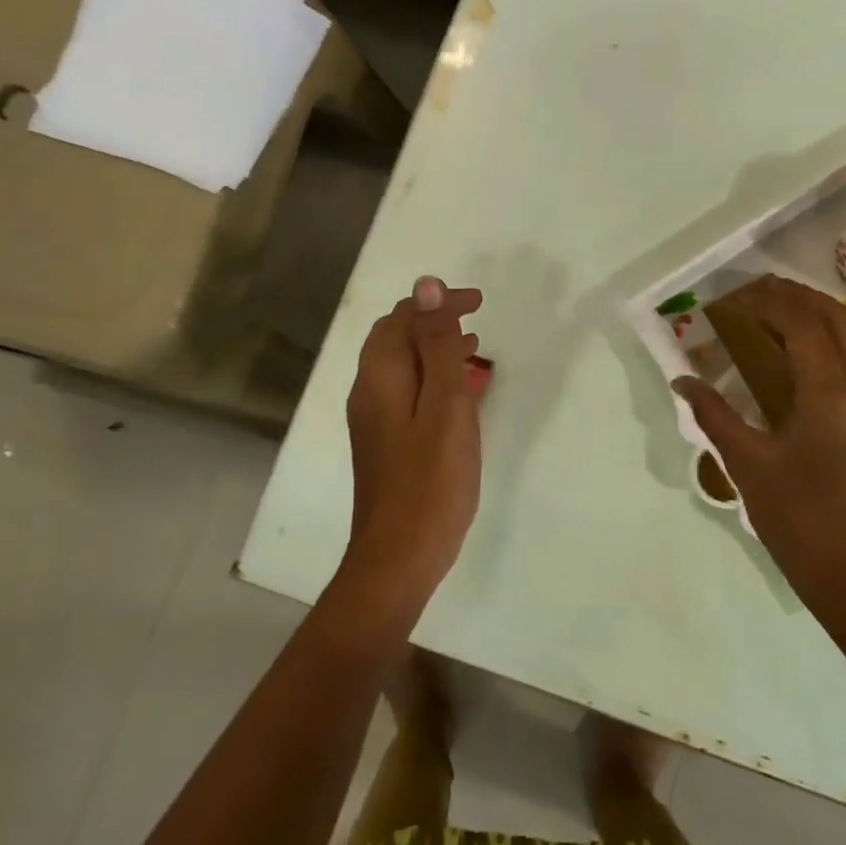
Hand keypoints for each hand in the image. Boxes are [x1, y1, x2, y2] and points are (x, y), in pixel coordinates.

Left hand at [340, 276, 484, 612]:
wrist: (398, 559)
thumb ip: (436, 346)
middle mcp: (369, 392)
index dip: (437, 303)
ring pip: (402, 366)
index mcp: (380, 377)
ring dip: (434, 348)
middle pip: (396, 338)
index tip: (477, 302)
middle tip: (476, 319)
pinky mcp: (385, 443)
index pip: (402, 318)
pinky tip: (458, 393)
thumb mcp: (444, 406)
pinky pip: (407, 392)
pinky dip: (432, 378)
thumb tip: (425, 286)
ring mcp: (374, 420)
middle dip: (434, 321)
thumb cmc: (430, 482)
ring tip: (474, 347)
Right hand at [673, 277, 845, 614]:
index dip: (770, 303)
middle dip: (800, 297)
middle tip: (759, 293)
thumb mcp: (746, 463)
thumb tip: (683, 379)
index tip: (736, 299)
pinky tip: (815, 350)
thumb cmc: (795, 518)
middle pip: (840, 319)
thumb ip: (714, 413)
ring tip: (787, 311)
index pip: (804, 326)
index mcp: (830, 396)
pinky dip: (842, 338)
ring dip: (825, 313)